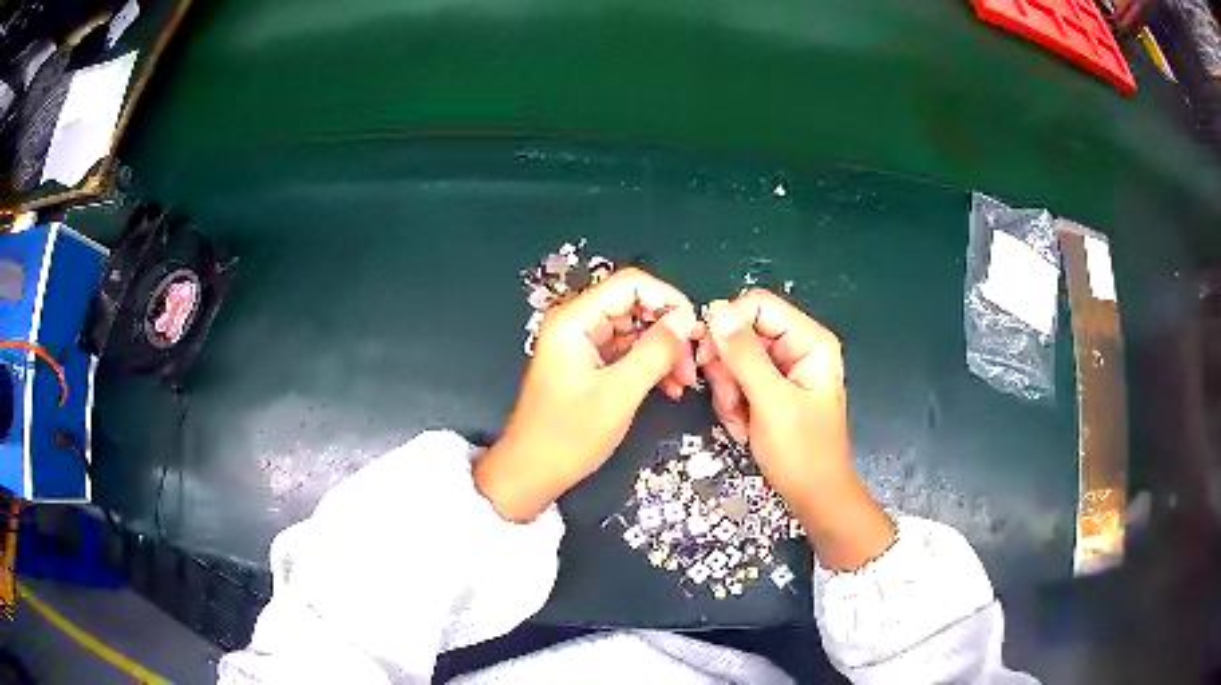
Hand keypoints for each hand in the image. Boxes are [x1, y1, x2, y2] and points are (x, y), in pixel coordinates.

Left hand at [475, 268, 700, 521]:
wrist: (532, 472)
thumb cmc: (568, 436)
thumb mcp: (619, 393)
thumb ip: (655, 352)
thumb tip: (686, 320)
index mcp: (574, 320)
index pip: (630, 285)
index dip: (668, 300)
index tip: (695, 328)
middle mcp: (577, 323)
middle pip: (635, 306)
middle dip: (668, 331)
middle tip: (693, 362)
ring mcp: (582, 344)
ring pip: (635, 331)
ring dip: (664, 351)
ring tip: (684, 381)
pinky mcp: (589, 365)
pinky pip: (627, 352)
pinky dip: (650, 366)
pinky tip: (670, 387)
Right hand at [698, 289, 893, 570]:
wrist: (814, 497)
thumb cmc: (802, 453)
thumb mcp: (771, 403)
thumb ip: (744, 356)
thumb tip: (715, 312)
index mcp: (809, 340)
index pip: (757, 305)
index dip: (727, 325)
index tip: (706, 357)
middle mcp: (797, 346)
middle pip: (742, 332)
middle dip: (727, 369)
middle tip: (730, 402)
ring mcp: (783, 367)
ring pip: (734, 358)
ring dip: (727, 391)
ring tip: (740, 422)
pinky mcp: (771, 387)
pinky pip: (737, 380)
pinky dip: (732, 403)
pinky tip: (743, 427)